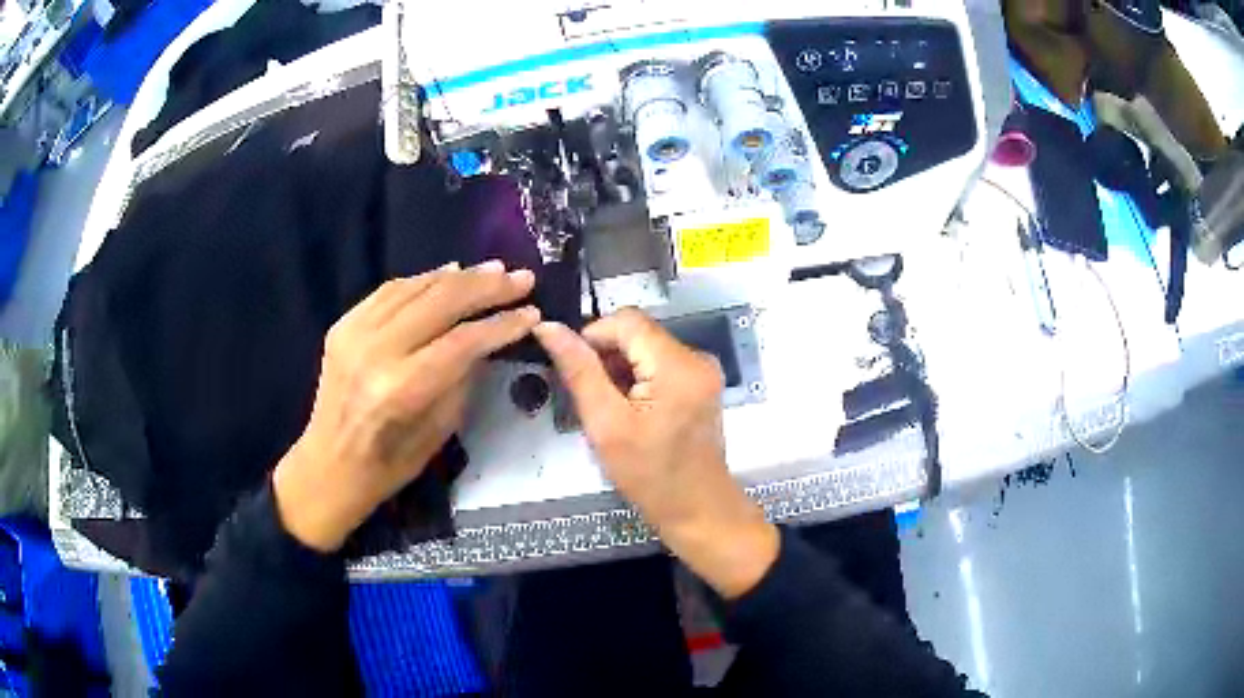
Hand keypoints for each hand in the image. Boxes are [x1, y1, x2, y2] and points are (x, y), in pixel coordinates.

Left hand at [273, 261, 539, 551]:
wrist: (329, 465)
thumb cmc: (390, 464)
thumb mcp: (439, 430)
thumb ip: (463, 378)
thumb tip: (487, 338)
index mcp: (401, 389)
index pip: (462, 341)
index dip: (501, 324)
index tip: (532, 312)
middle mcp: (376, 351)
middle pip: (440, 302)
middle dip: (487, 287)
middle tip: (521, 278)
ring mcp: (354, 333)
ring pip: (415, 288)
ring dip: (459, 276)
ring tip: (493, 270)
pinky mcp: (343, 325)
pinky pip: (389, 291)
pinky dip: (423, 280)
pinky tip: (448, 273)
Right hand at [534, 309, 778, 598]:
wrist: (697, 509)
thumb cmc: (649, 475)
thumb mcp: (605, 424)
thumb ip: (578, 370)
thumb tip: (548, 327)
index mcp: (678, 364)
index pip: (625, 319)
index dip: (592, 337)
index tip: (575, 372)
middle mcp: (697, 357)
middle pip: (638, 333)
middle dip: (607, 358)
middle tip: (591, 399)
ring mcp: (703, 370)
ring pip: (646, 348)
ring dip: (621, 370)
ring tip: (610, 411)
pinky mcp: (701, 384)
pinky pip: (660, 364)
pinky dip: (639, 380)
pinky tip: (631, 412)